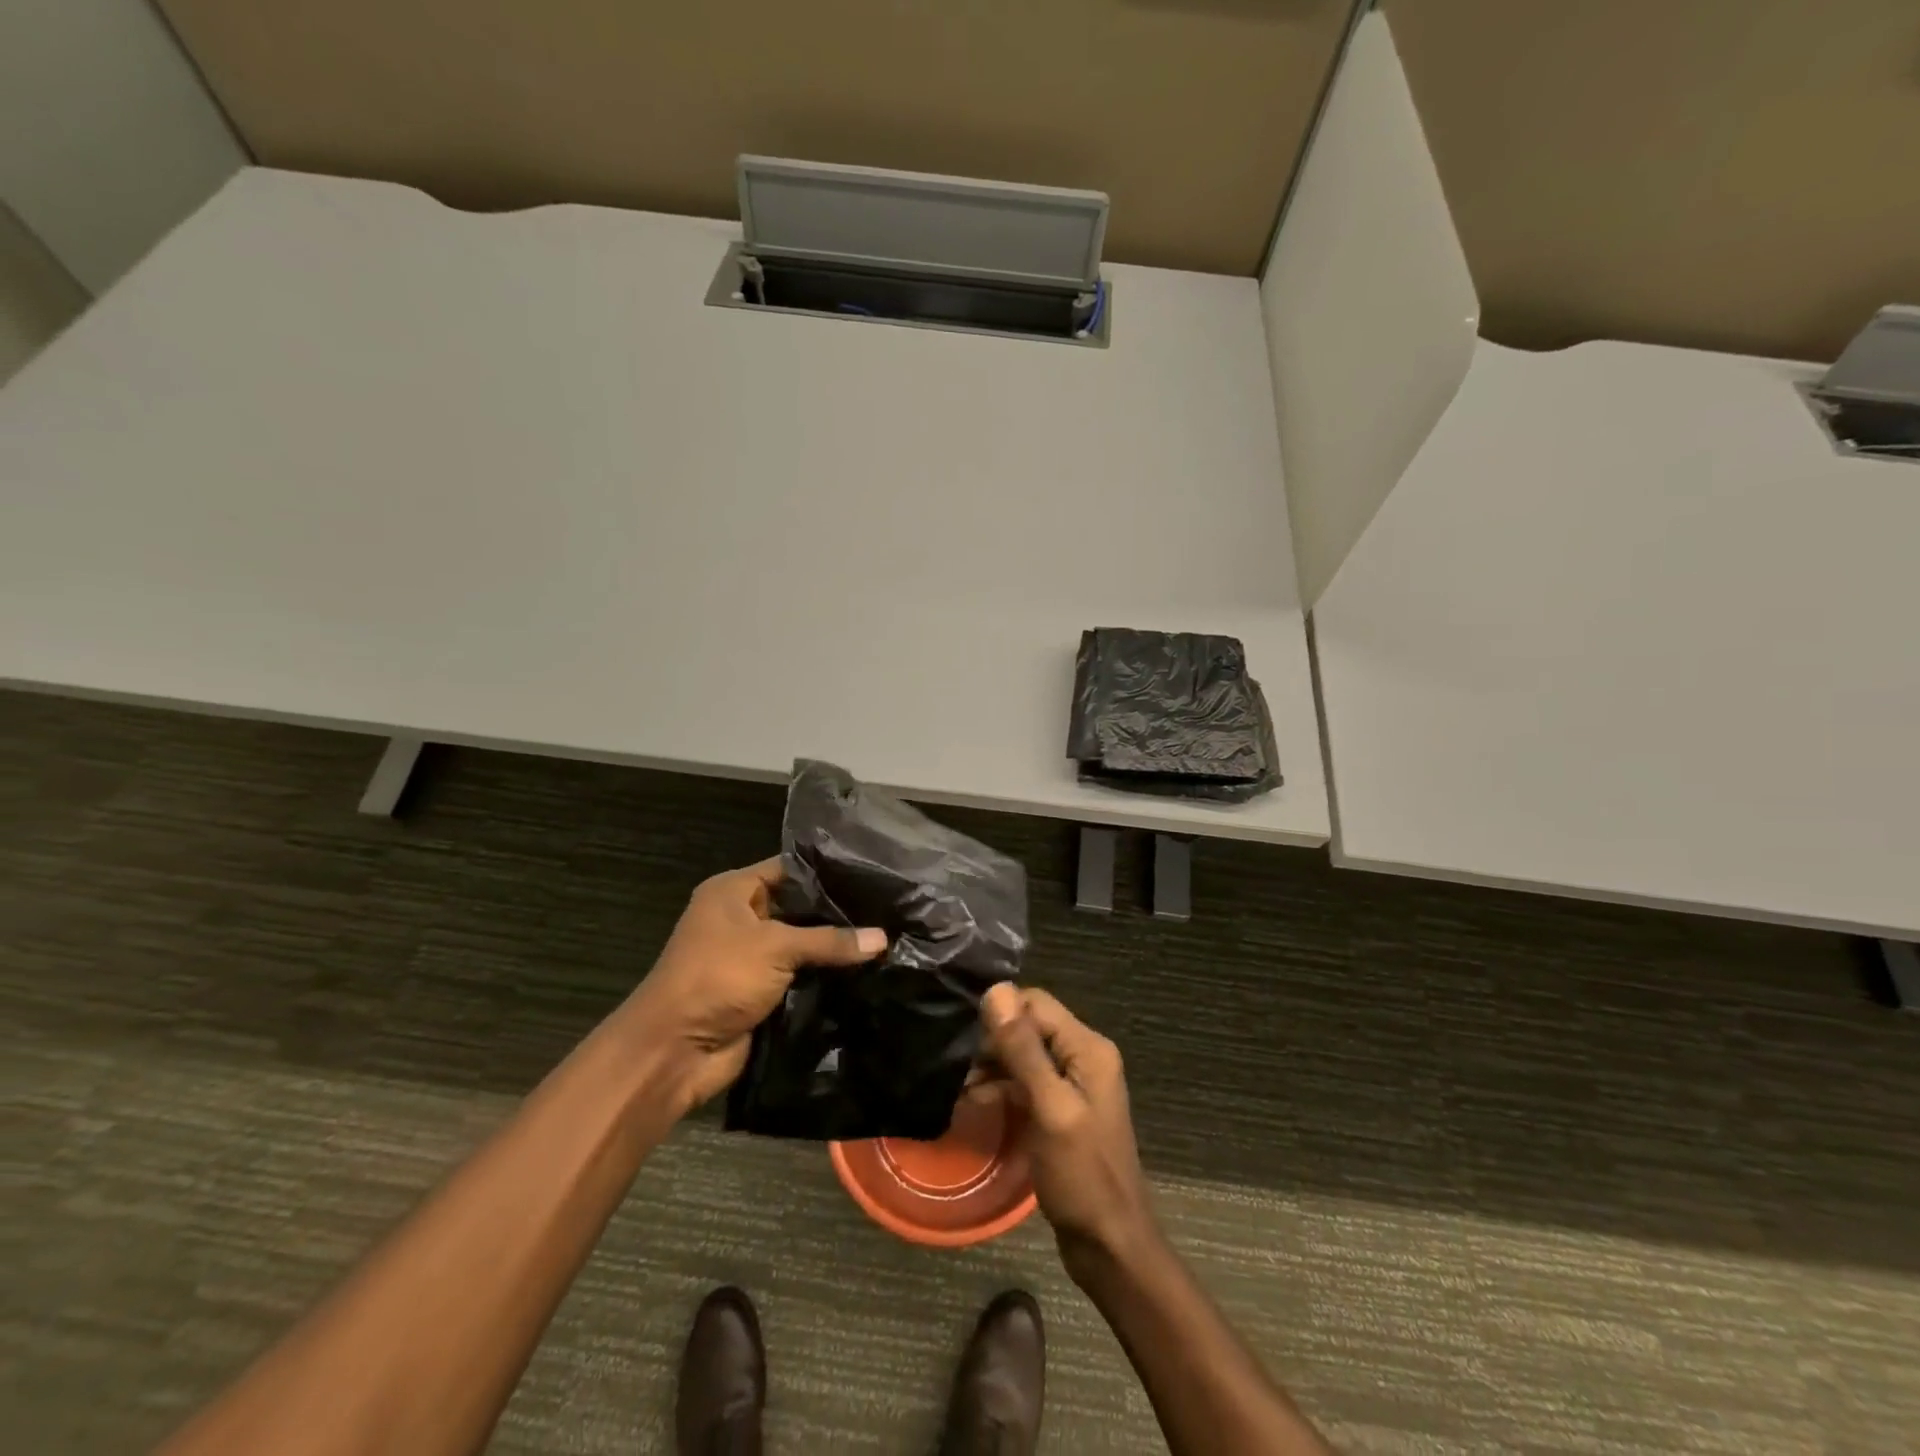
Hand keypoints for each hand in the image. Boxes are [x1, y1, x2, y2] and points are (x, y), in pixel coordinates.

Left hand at [630, 858, 885, 1111]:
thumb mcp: (776, 947)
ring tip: (886, 935)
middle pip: (797, 907)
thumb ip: (830, 940)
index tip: (870, 871)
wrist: (674, 1051)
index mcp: (732, 891)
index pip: (788, 868)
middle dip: (836, 911)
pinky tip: (865, 970)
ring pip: (801, 944)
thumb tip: (883, 938)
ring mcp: (750, 957)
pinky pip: (799, 976)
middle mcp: (740, 918)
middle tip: (886, 906)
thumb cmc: (718, 977)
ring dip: (832, 948)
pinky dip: (823, 976)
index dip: (826, 870)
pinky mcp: (760, 991)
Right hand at [974, 983, 1156, 1267]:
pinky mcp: (1061, 1108)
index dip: (1000, 1014)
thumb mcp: (1049, 1108)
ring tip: (958, 1084)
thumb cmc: (1082, 1175)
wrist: (1110, 1245)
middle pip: (1030, 1026)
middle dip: (993, 1041)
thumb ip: (1023, 1049)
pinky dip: (1002, 1087)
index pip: (1036, 1003)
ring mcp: (1074, 1084)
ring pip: (1024, 1054)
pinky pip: (1027, 1081)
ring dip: (993, 1065)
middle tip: (957, 1065)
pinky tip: (974, 1100)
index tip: (965, 1037)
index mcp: (1088, 1047)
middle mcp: (1084, 1056)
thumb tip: (996, 989)